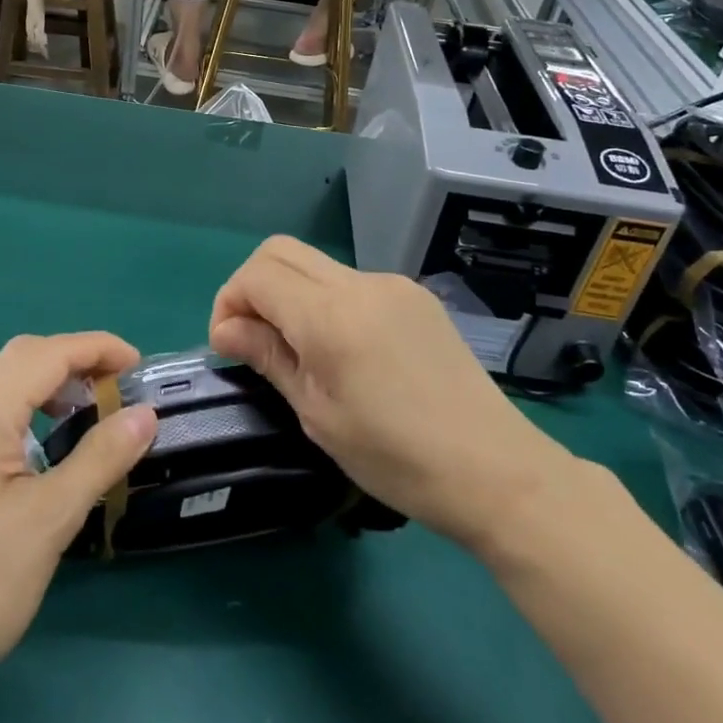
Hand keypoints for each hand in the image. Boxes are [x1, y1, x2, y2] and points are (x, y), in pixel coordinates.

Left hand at [0, 333, 157, 713]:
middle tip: (117, 387)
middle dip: (73, 360)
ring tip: (87, 411)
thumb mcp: (50, 520)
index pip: (46, 354)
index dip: (98, 348)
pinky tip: (42, 446)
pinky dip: (23, 408)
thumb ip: (100, 457)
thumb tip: (146, 413)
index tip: (140, 366)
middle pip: (19, 358)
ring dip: (47, 383)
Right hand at [208, 237, 574, 558]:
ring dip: (292, 295)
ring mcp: (393, 285)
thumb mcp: (319, 415)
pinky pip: (353, 283)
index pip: (257, 274)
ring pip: (317, 265)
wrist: (495, 470)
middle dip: (253, 287)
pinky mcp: (416, 297)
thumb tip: (227, 328)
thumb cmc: (396, 458)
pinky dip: (328, 303)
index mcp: (331, 316)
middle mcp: (361, 284)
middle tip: (254, 339)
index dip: (229, 302)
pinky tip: (347, 351)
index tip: (229, 346)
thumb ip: (270, 357)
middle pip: (282, 251)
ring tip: (302, 353)